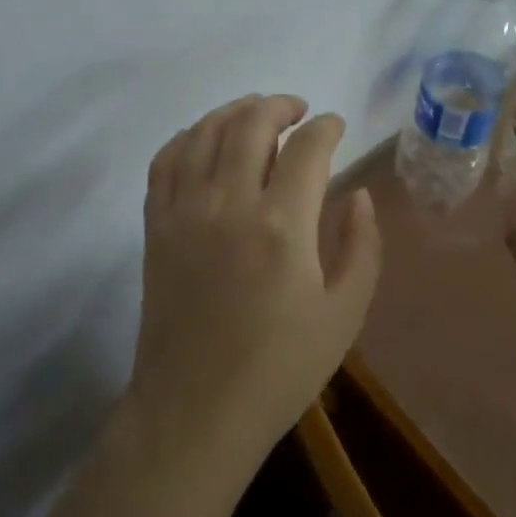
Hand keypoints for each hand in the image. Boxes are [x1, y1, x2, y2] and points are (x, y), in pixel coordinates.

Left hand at [128, 94, 381, 465]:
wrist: (195, 410)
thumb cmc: (279, 370)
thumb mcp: (344, 315)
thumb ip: (361, 246)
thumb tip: (358, 194)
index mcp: (282, 226)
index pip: (307, 148)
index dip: (326, 127)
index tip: (336, 125)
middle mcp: (228, 203)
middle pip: (251, 124)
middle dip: (279, 106)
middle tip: (298, 110)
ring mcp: (184, 210)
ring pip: (204, 132)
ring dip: (234, 112)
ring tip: (256, 114)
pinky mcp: (155, 225)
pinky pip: (165, 161)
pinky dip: (187, 137)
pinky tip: (204, 140)